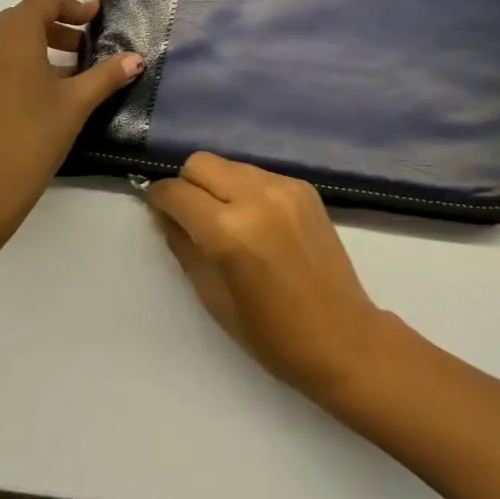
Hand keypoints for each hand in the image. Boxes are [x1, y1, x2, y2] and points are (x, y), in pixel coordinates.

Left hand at [0, 0, 142, 262]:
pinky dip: (7, 64)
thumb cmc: (30, 139)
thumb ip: (106, 75)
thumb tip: (136, 59)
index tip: (95, 18)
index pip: (46, 0)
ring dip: (31, 47)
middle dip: (55, 30)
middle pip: (22, 18)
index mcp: (10, 31)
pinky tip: (27, 93)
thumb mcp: (75, 105)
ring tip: (59, 75)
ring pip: (0, 39)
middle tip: (82, 51)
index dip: (75, 6)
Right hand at [146, 153, 395, 402]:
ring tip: (225, 219)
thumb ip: (184, 246)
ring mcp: (285, 187)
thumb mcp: (212, 296)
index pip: (177, 192)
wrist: (341, 335)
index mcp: (228, 230)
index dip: (159, 199)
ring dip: (218, 185)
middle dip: (187, 184)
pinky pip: (260, 175)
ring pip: (231, 165)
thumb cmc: (270, 333)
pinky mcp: (305, 188)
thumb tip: (166, 215)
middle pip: (201, 163)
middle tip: (189, 215)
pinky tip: (256, 221)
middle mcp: (256, 196)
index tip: (157, 210)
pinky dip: (247, 189)